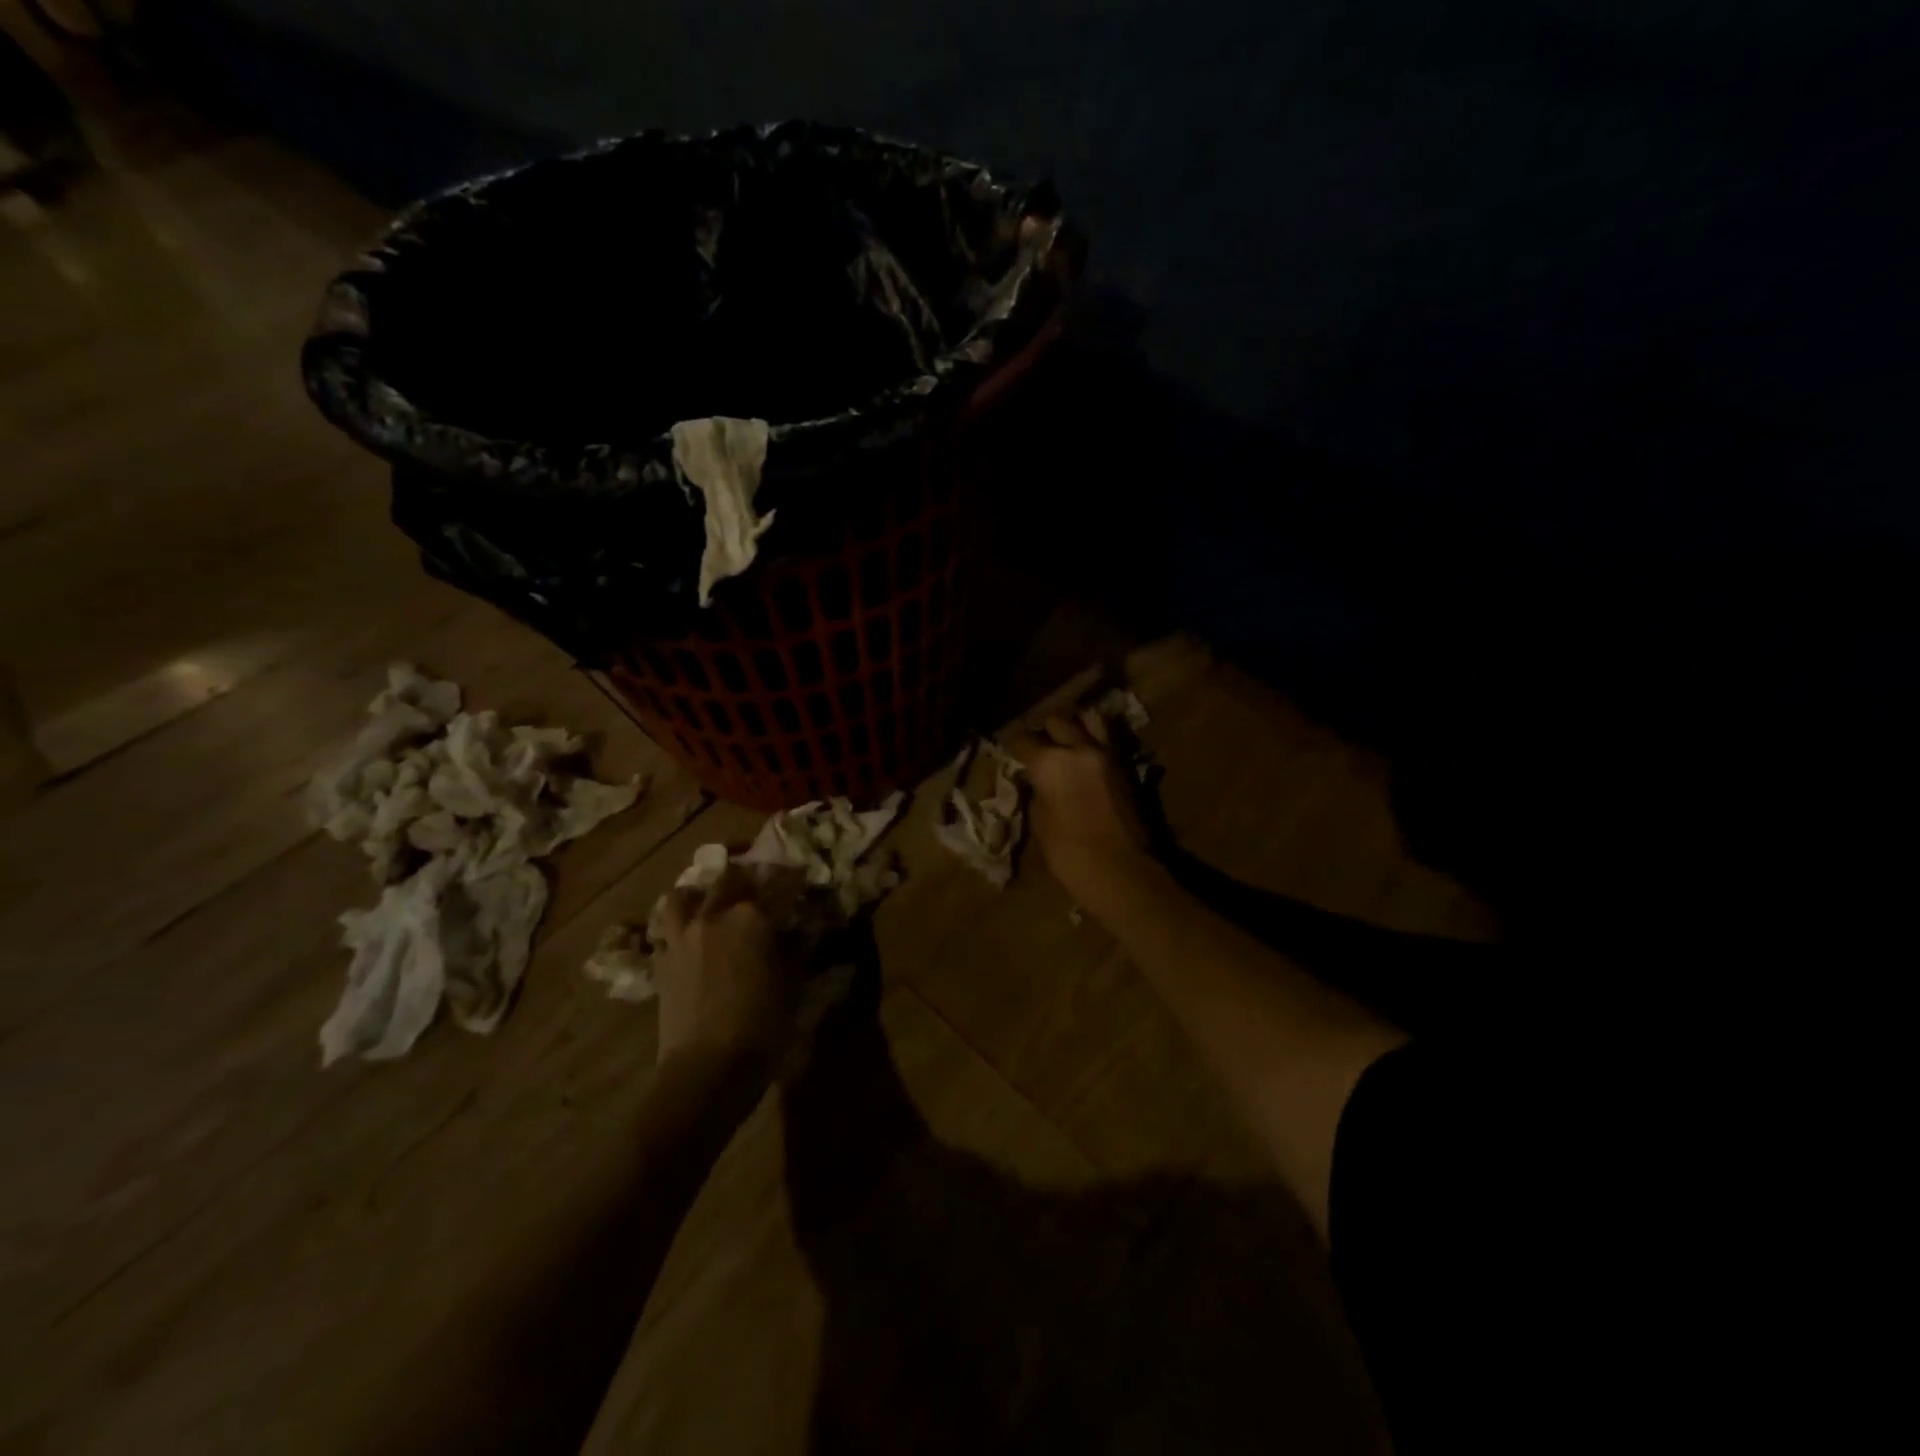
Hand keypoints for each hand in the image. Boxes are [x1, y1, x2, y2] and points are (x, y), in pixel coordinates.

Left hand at [652, 864, 802, 1076]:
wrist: (706, 1069)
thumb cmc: (761, 1027)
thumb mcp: (792, 985)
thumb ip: (796, 950)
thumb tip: (799, 930)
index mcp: (753, 918)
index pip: (778, 884)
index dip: (792, 878)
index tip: (801, 876)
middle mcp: (714, 916)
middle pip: (728, 878)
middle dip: (745, 875)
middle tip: (757, 883)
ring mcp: (682, 937)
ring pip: (684, 896)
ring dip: (699, 892)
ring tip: (710, 900)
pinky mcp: (661, 961)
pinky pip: (665, 930)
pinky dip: (677, 925)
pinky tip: (688, 936)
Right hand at [1006, 713, 1153, 907]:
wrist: (1121, 872)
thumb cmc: (1069, 854)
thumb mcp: (1039, 822)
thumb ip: (1036, 791)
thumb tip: (1036, 780)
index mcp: (1050, 762)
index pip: (1023, 738)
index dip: (1012, 743)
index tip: (1007, 748)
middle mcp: (1079, 749)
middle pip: (1058, 721)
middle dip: (1044, 730)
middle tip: (1036, 746)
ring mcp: (1107, 755)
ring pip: (1089, 721)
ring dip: (1074, 728)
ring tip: (1064, 744)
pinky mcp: (1125, 768)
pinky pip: (1105, 742)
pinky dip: (1092, 743)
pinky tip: (1082, 761)